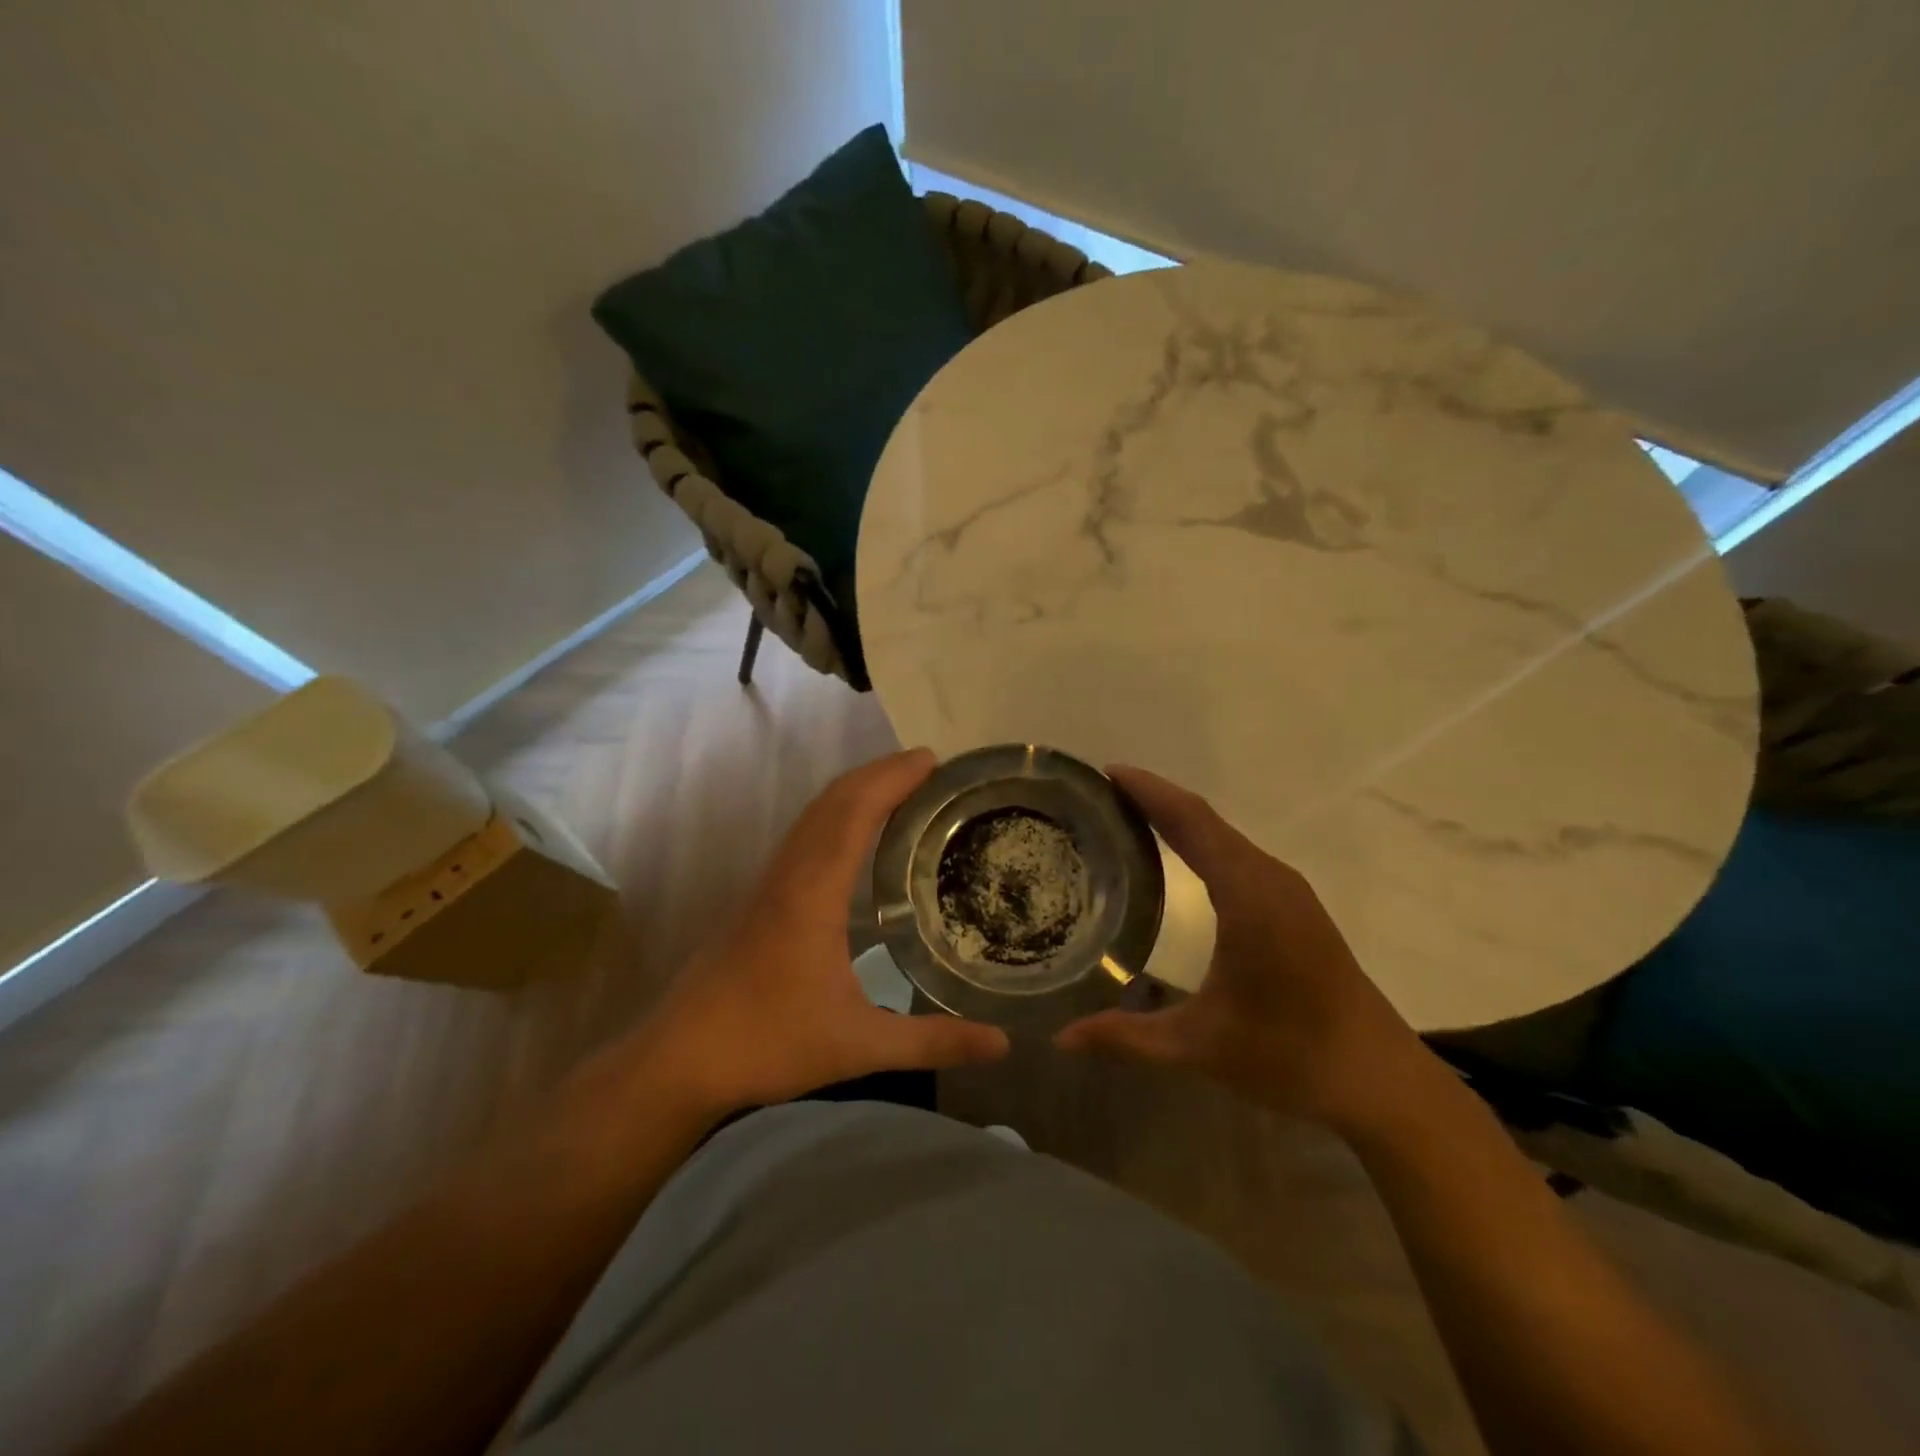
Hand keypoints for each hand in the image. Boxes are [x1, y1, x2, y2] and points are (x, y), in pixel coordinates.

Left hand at [643, 748, 1009, 1115]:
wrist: (677, 1060)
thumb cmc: (767, 1043)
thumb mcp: (858, 1046)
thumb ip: (932, 1042)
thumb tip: (1002, 1045)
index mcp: (812, 892)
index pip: (855, 812)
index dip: (892, 778)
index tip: (932, 760)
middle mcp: (788, 873)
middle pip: (833, 800)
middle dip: (879, 773)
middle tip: (928, 767)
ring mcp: (767, 883)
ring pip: (813, 815)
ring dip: (854, 791)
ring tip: (900, 789)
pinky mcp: (758, 898)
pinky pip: (803, 836)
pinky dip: (835, 816)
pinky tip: (854, 839)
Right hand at [1056, 767, 1439, 1136]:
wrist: (1379, 1080)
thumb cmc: (1289, 1055)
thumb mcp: (1198, 1046)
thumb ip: (1126, 1038)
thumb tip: (1064, 1038)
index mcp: (1248, 895)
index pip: (1191, 821)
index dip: (1148, 791)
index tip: (1105, 773)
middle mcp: (1268, 878)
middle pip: (1204, 819)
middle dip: (1153, 798)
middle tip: (1098, 795)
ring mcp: (1286, 889)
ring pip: (1222, 835)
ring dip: (1176, 818)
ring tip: (1124, 816)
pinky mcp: (1294, 905)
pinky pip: (1236, 854)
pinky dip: (1198, 841)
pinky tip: (1173, 856)